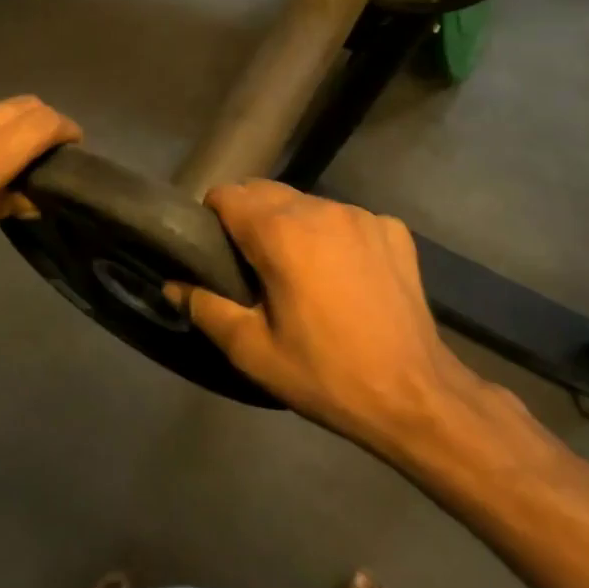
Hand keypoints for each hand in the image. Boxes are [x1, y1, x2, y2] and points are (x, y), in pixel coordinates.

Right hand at [168, 181, 476, 451]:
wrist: (415, 395)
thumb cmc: (325, 374)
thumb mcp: (253, 351)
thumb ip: (205, 308)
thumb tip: (173, 285)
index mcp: (280, 231)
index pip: (227, 194)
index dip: (212, 218)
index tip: (213, 250)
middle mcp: (321, 208)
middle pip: (266, 192)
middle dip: (249, 218)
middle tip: (251, 266)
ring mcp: (362, 215)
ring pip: (307, 204)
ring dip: (292, 225)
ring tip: (299, 272)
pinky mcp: (393, 229)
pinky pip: (347, 219)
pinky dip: (334, 237)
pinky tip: (344, 277)